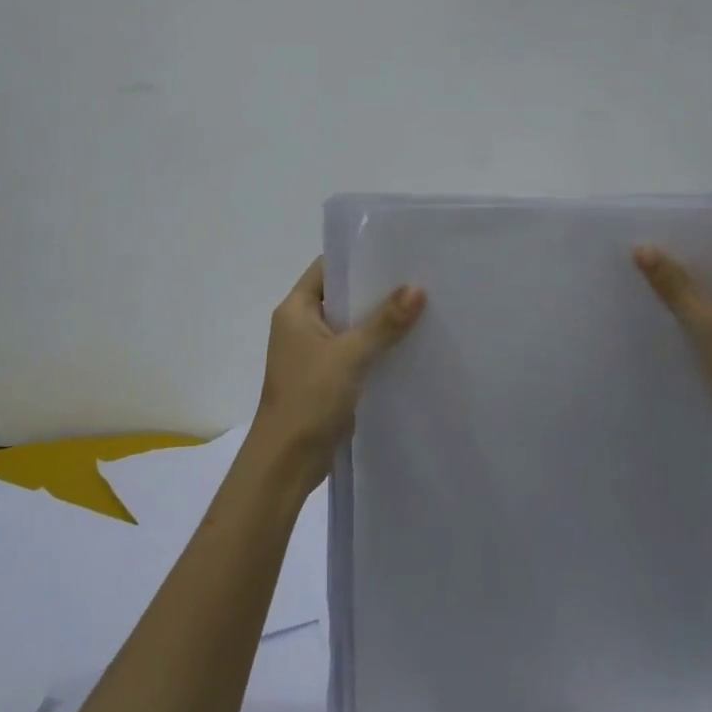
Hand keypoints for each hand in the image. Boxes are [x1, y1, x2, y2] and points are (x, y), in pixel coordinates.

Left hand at [248, 258, 425, 494]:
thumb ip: (383, 322)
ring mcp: (315, 353)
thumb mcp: (349, 355)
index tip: (396, 252)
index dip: (358, 258)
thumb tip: (417, 288)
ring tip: (423, 306)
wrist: (288, 459)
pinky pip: (356, 353)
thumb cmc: (309, 397)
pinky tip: (410, 345)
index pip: (327, 269)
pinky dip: (378, 348)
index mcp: (296, 310)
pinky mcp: (328, 378)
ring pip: (352, 327)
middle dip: (376, 290)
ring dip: (380, 322)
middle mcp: (302, 326)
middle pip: (342, 297)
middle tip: (420, 277)